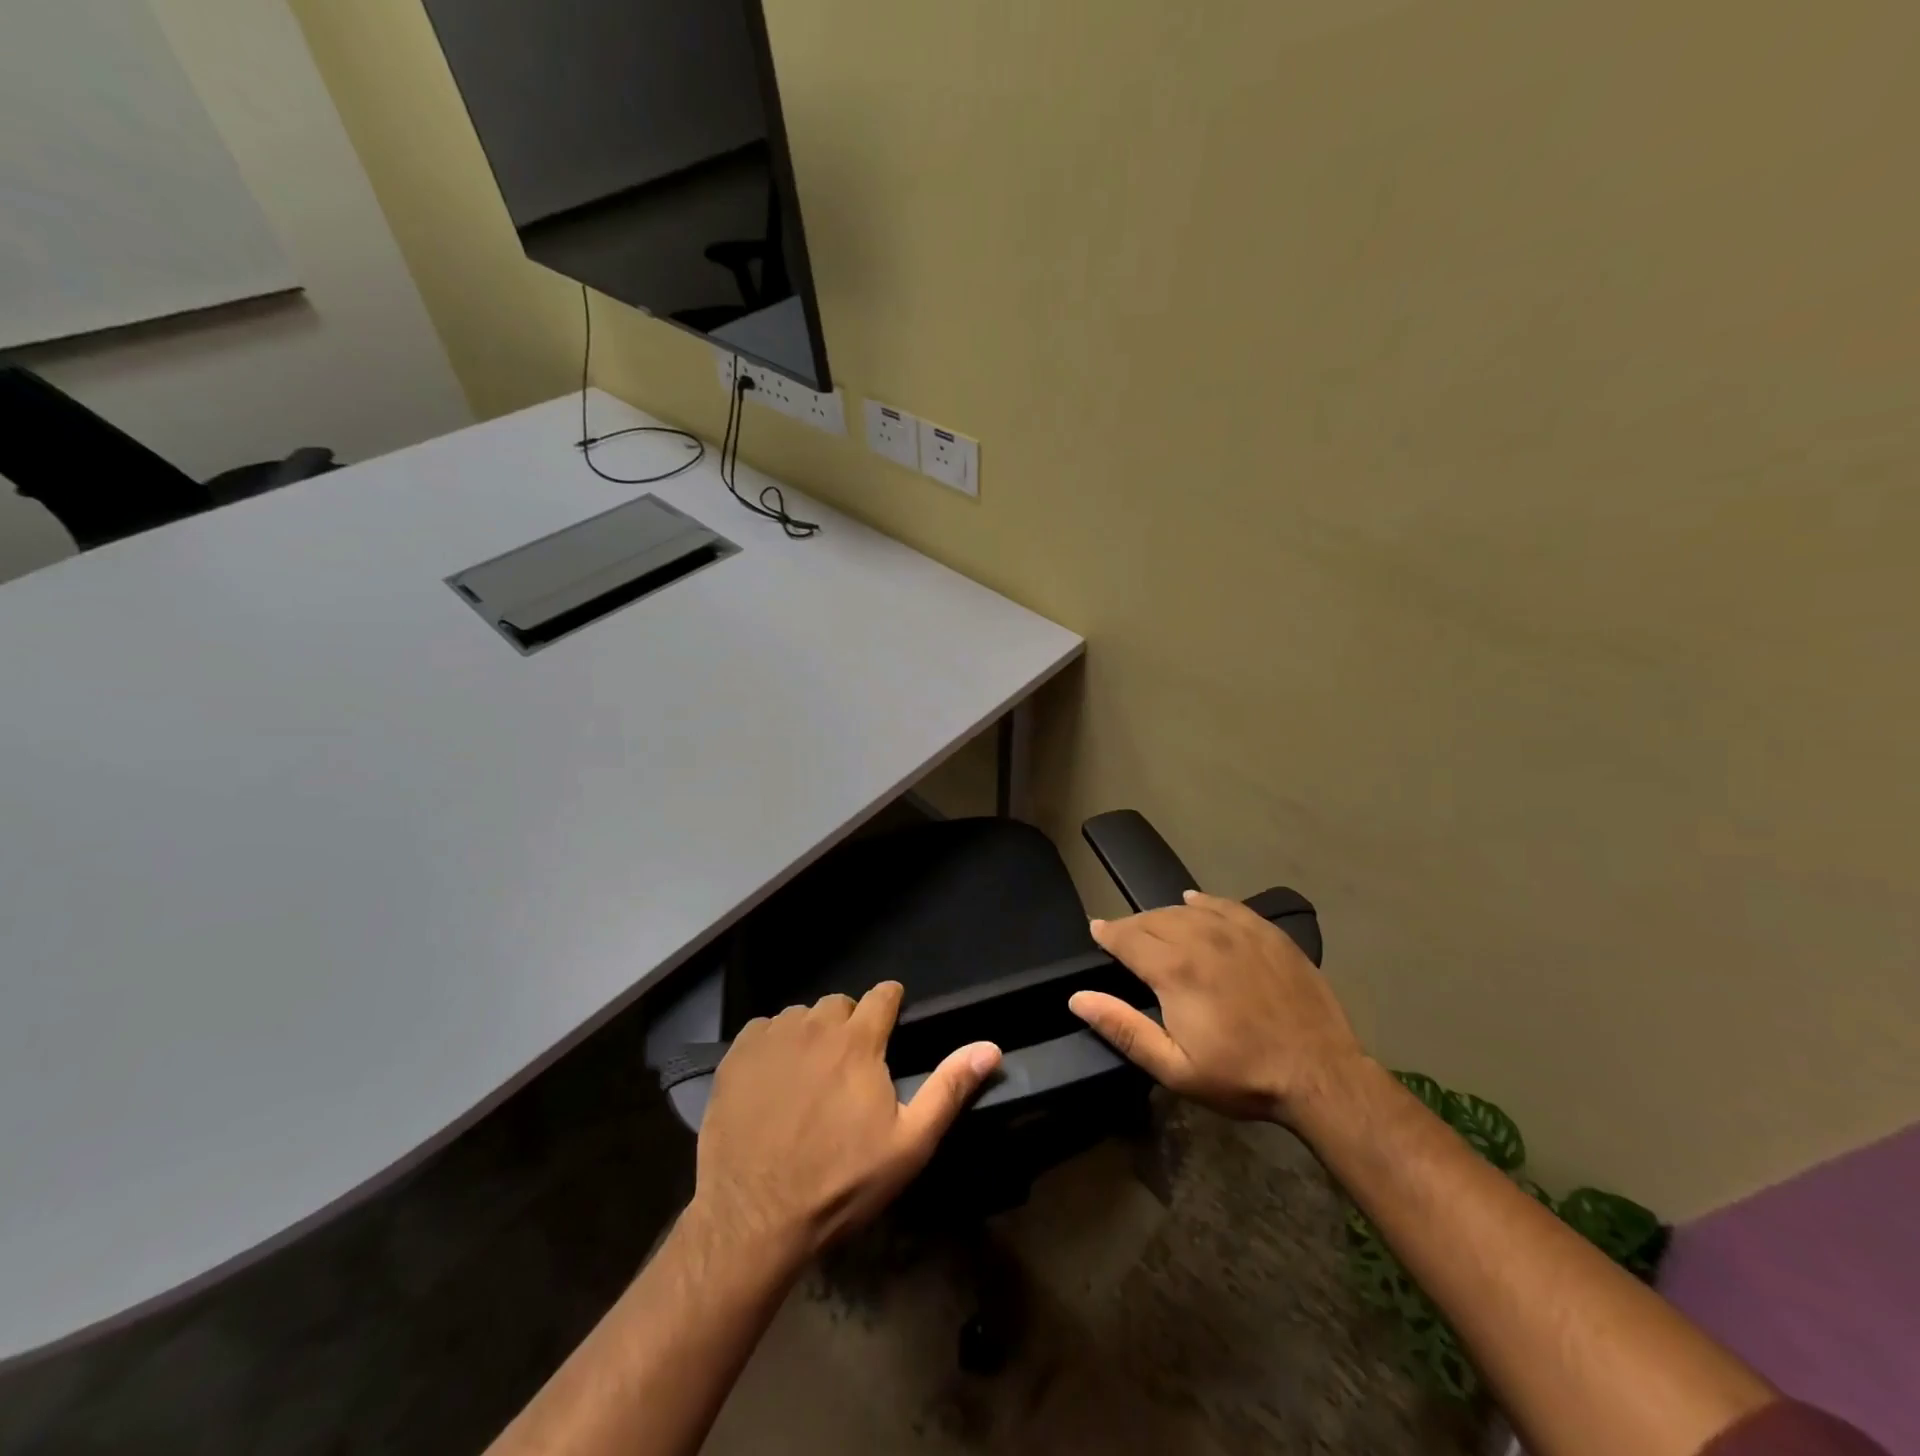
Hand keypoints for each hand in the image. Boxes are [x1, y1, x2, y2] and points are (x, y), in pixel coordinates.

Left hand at [693, 982, 1000, 1262]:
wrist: (754, 1218)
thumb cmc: (840, 1182)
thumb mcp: (908, 1143)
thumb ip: (949, 1088)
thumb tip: (991, 1046)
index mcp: (858, 1040)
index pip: (883, 994)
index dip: (891, 1005)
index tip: (891, 1024)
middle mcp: (815, 1025)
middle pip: (840, 1003)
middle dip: (850, 1024)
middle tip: (848, 1066)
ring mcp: (771, 1038)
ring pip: (800, 1016)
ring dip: (810, 1034)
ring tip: (808, 1076)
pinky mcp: (736, 1056)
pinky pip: (762, 1030)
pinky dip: (772, 1045)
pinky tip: (772, 1081)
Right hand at [1069, 890, 1365, 1124]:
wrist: (1320, 1073)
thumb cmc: (1242, 1075)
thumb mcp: (1175, 1067)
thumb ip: (1123, 1028)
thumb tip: (1078, 998)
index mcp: (1174, 969)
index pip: (1127, 937)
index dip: (1107, 933)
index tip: (1096, 931)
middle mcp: (1201, 937)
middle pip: (1153, 918)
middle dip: (1132, 926)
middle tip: (1122, 938)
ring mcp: (1237, 931)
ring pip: (1186, 910)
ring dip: (1163, 916)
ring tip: (1154, 927)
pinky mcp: (1267, 932)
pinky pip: (1225, 905)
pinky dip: (1203, 902)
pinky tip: (1195, 902)